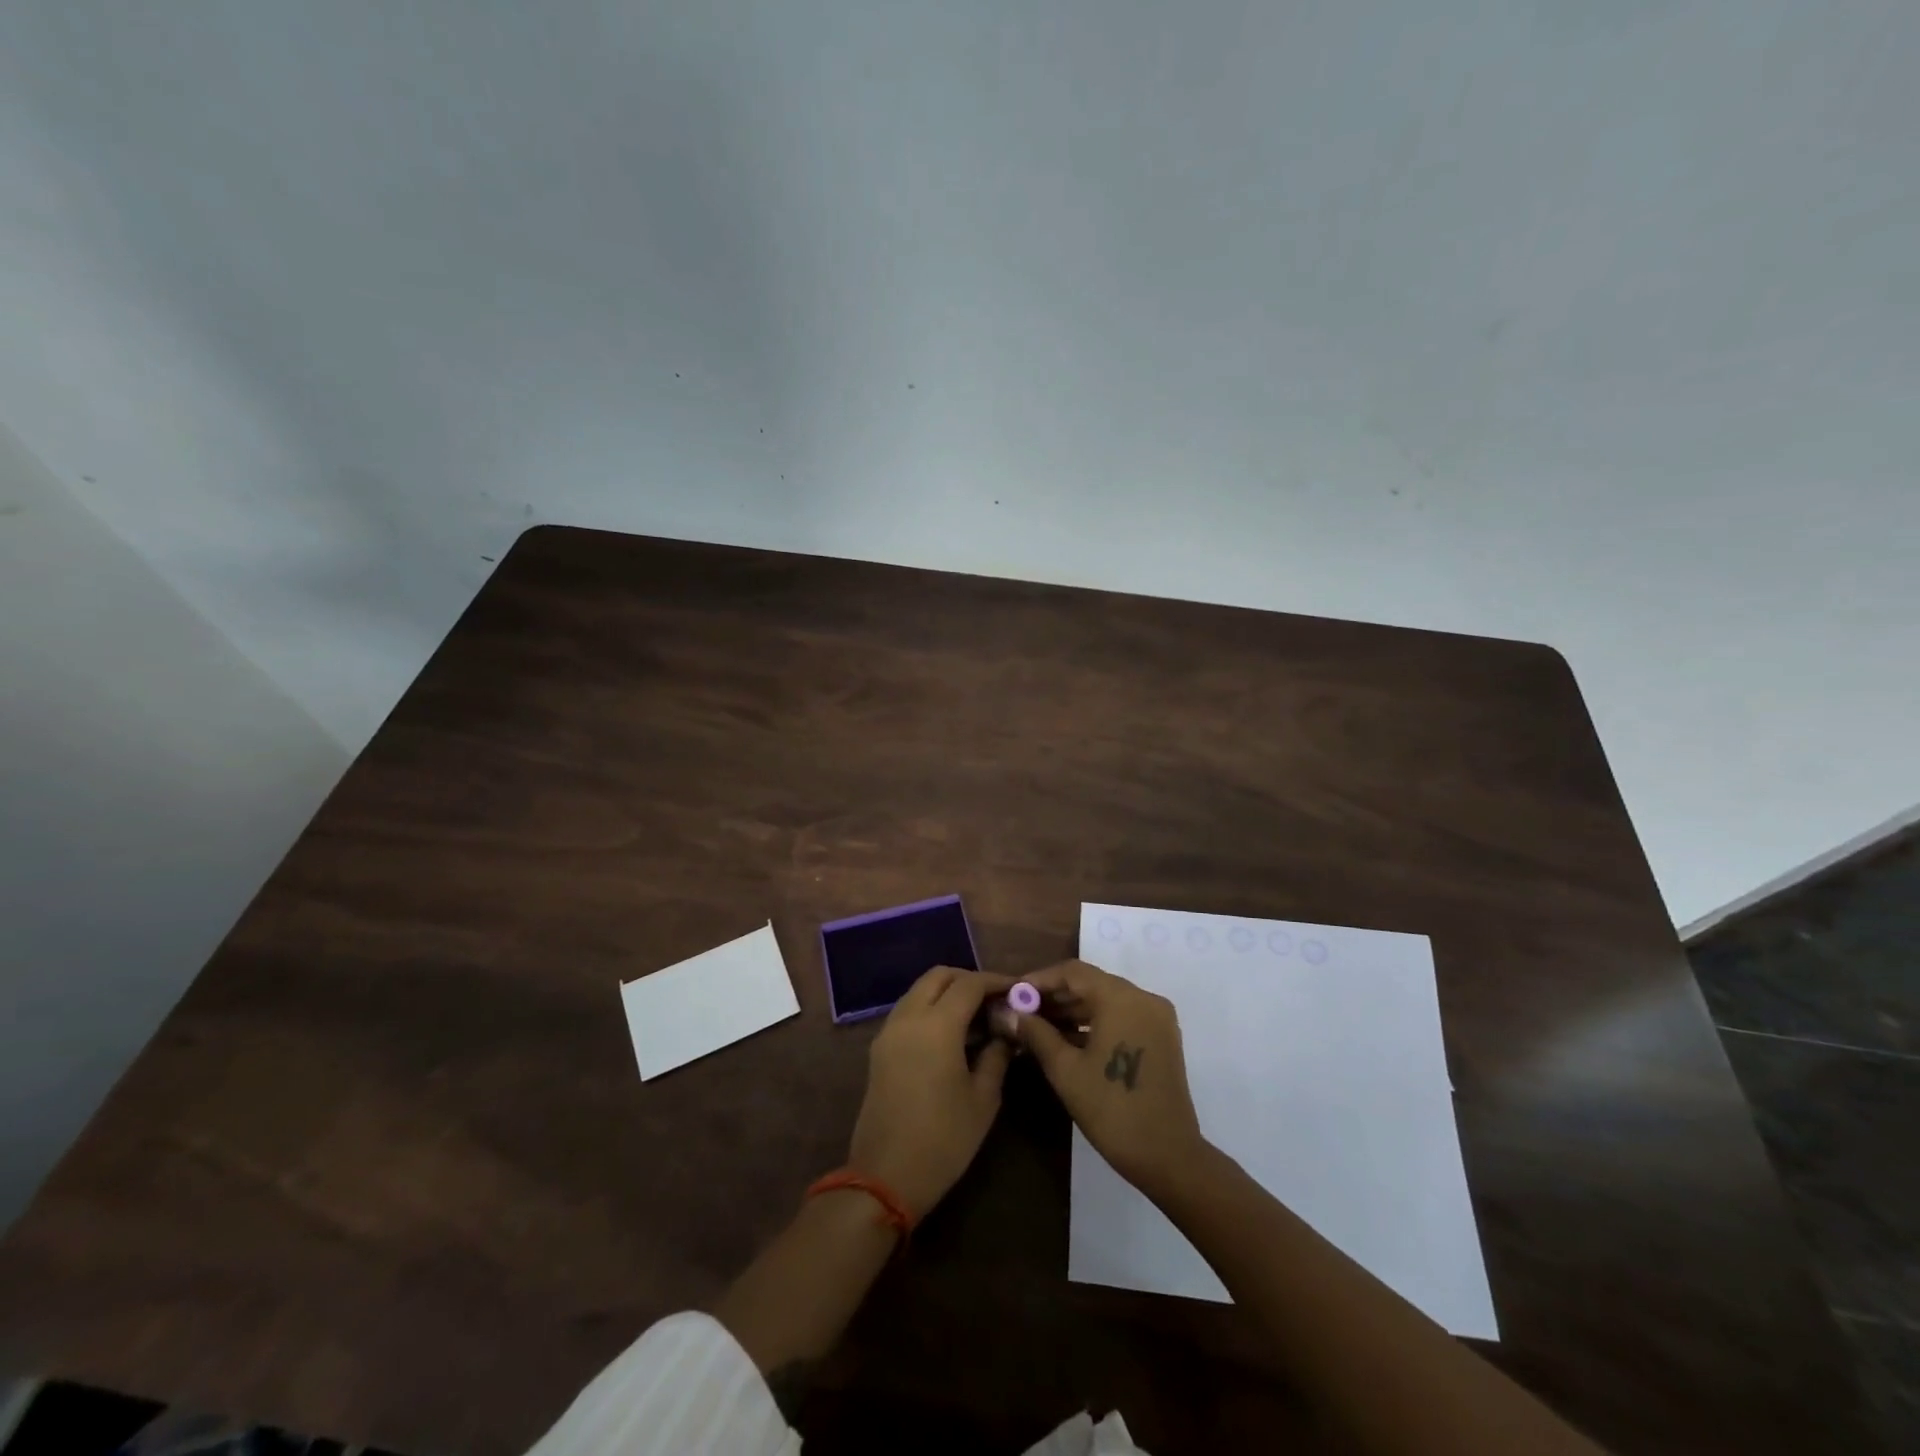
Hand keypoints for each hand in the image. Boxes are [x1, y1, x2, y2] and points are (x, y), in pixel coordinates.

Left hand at [846, 968, 1014, 1219]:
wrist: (885, 1176)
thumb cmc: (944, 1139)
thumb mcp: (984, 1099)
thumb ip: (997, 1054)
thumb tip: (1006, 1030)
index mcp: (937, 1025)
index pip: (969, 984)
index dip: (996, 982)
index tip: (1018, 990)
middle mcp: (909, 1017)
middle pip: (939, 976)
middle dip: (969, 979)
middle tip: (996, 999)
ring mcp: (889, 1031)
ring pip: (920, 990)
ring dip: (948, 992)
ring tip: (977, 1016)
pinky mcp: (880, 1048)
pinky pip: (908, 1010)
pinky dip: (931, 1008)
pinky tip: (952, 1033)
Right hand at [1015, 959, 1207, 1197]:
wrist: (1168, 1157)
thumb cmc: (1112, 1109)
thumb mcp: (1065, 1070)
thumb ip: (1036, 1033)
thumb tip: (1008, 1013)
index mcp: (1121, 998)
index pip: (1072, 972)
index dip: (1039, 980)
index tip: (1014, 994)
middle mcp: (1143, 998)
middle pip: (1091, 983)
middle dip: (1055, 996)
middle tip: (1022, 1012)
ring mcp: (1156, 1018)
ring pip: (1106, 1000)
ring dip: (1073, 1010)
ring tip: (1038, 1026)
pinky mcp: (1161, 1037)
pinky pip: (1122, 1016)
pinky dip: (1095, 1023)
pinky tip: (1067, 1039)